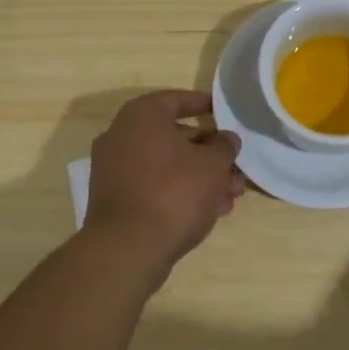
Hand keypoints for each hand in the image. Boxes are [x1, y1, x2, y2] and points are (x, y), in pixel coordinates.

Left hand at [81, 90, 243, 282]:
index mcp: (142, 115)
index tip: (224, 112)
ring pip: (167, 165)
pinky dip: (179, 192)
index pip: (177, 100)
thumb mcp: (212, 165)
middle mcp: (121, 135)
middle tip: (235, 166)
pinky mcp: (115, 199)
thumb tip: (226, 139)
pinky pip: (153, 185)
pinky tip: (210, 210)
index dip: (204, 105)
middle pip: (174, 136)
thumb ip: (224, 146)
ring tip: (231, 196)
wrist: (127, 249)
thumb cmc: (174, 193)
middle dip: (209, 153)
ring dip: (200, 176)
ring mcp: (114, 169)